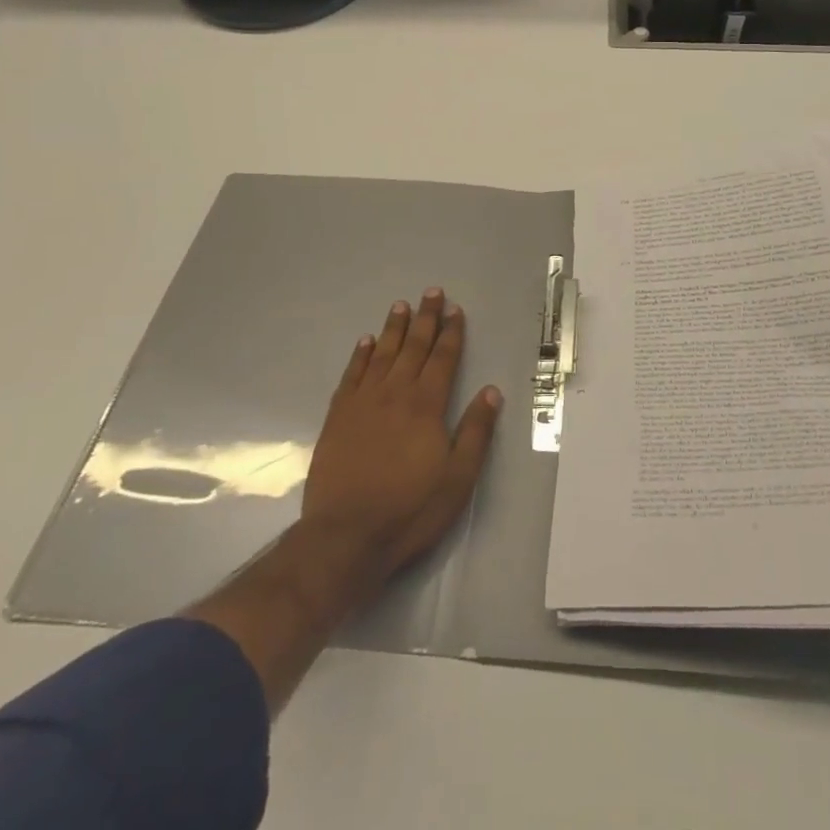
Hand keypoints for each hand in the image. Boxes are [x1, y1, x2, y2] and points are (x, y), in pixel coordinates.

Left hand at [299, 288, 502, 605]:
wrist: (345, 536)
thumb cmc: (409, 510)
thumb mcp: (458, 478)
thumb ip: (475, 432)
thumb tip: (492, 391)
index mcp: (426, 405)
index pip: (443, 358)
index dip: (451, 332)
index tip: (455, 309)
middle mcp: (395, 393)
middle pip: (414, 347)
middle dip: (425, 319)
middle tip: (431, 293)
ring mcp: (363, 403)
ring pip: (382, 354)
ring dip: (394, 328)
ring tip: (401, 306)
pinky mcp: (337, 417)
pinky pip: (351, 375)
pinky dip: (360, 355)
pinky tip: (366, 342)